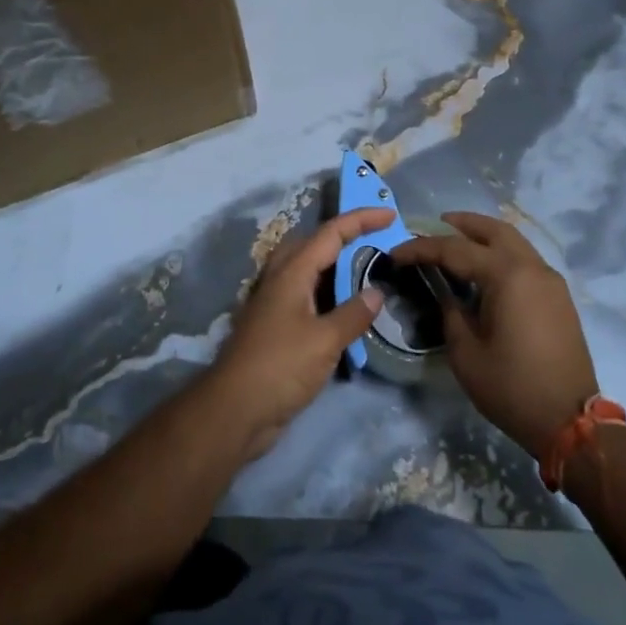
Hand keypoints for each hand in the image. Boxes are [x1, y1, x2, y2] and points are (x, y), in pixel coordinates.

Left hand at [208, 208, 391, 460]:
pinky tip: (345, 311)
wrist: (235, 410)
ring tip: (366, 273)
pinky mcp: (275, 327)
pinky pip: (306, 296)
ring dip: (335, 266)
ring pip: (307, 270)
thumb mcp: (325, 340)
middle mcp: (280, 279)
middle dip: (344, 236)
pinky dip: (327, 294)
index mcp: (292, 272)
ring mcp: (274, 303)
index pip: (331, 233)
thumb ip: (353, 314)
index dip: (361, 220)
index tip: (390, 214)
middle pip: (313, 243)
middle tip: (375, 242)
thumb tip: (377, 291)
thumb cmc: (280, 367)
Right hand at [389, 212, 598, 459]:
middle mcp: (531, 267)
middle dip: (461, 223)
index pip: (455, 249)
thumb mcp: (466, 353)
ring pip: (513, 240)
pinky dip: (501, 252)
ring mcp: (549, 279)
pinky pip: (525, 259)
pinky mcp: (558, 296)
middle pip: (493, 229)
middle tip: (434, 226)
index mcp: (506, 275)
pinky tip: (485, 268)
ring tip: (457, 241)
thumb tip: (444, 292)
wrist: (570, 422)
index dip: (421, 249)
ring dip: (484, 235)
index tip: (396, 254)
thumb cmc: (512, 387)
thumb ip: (451, 312)